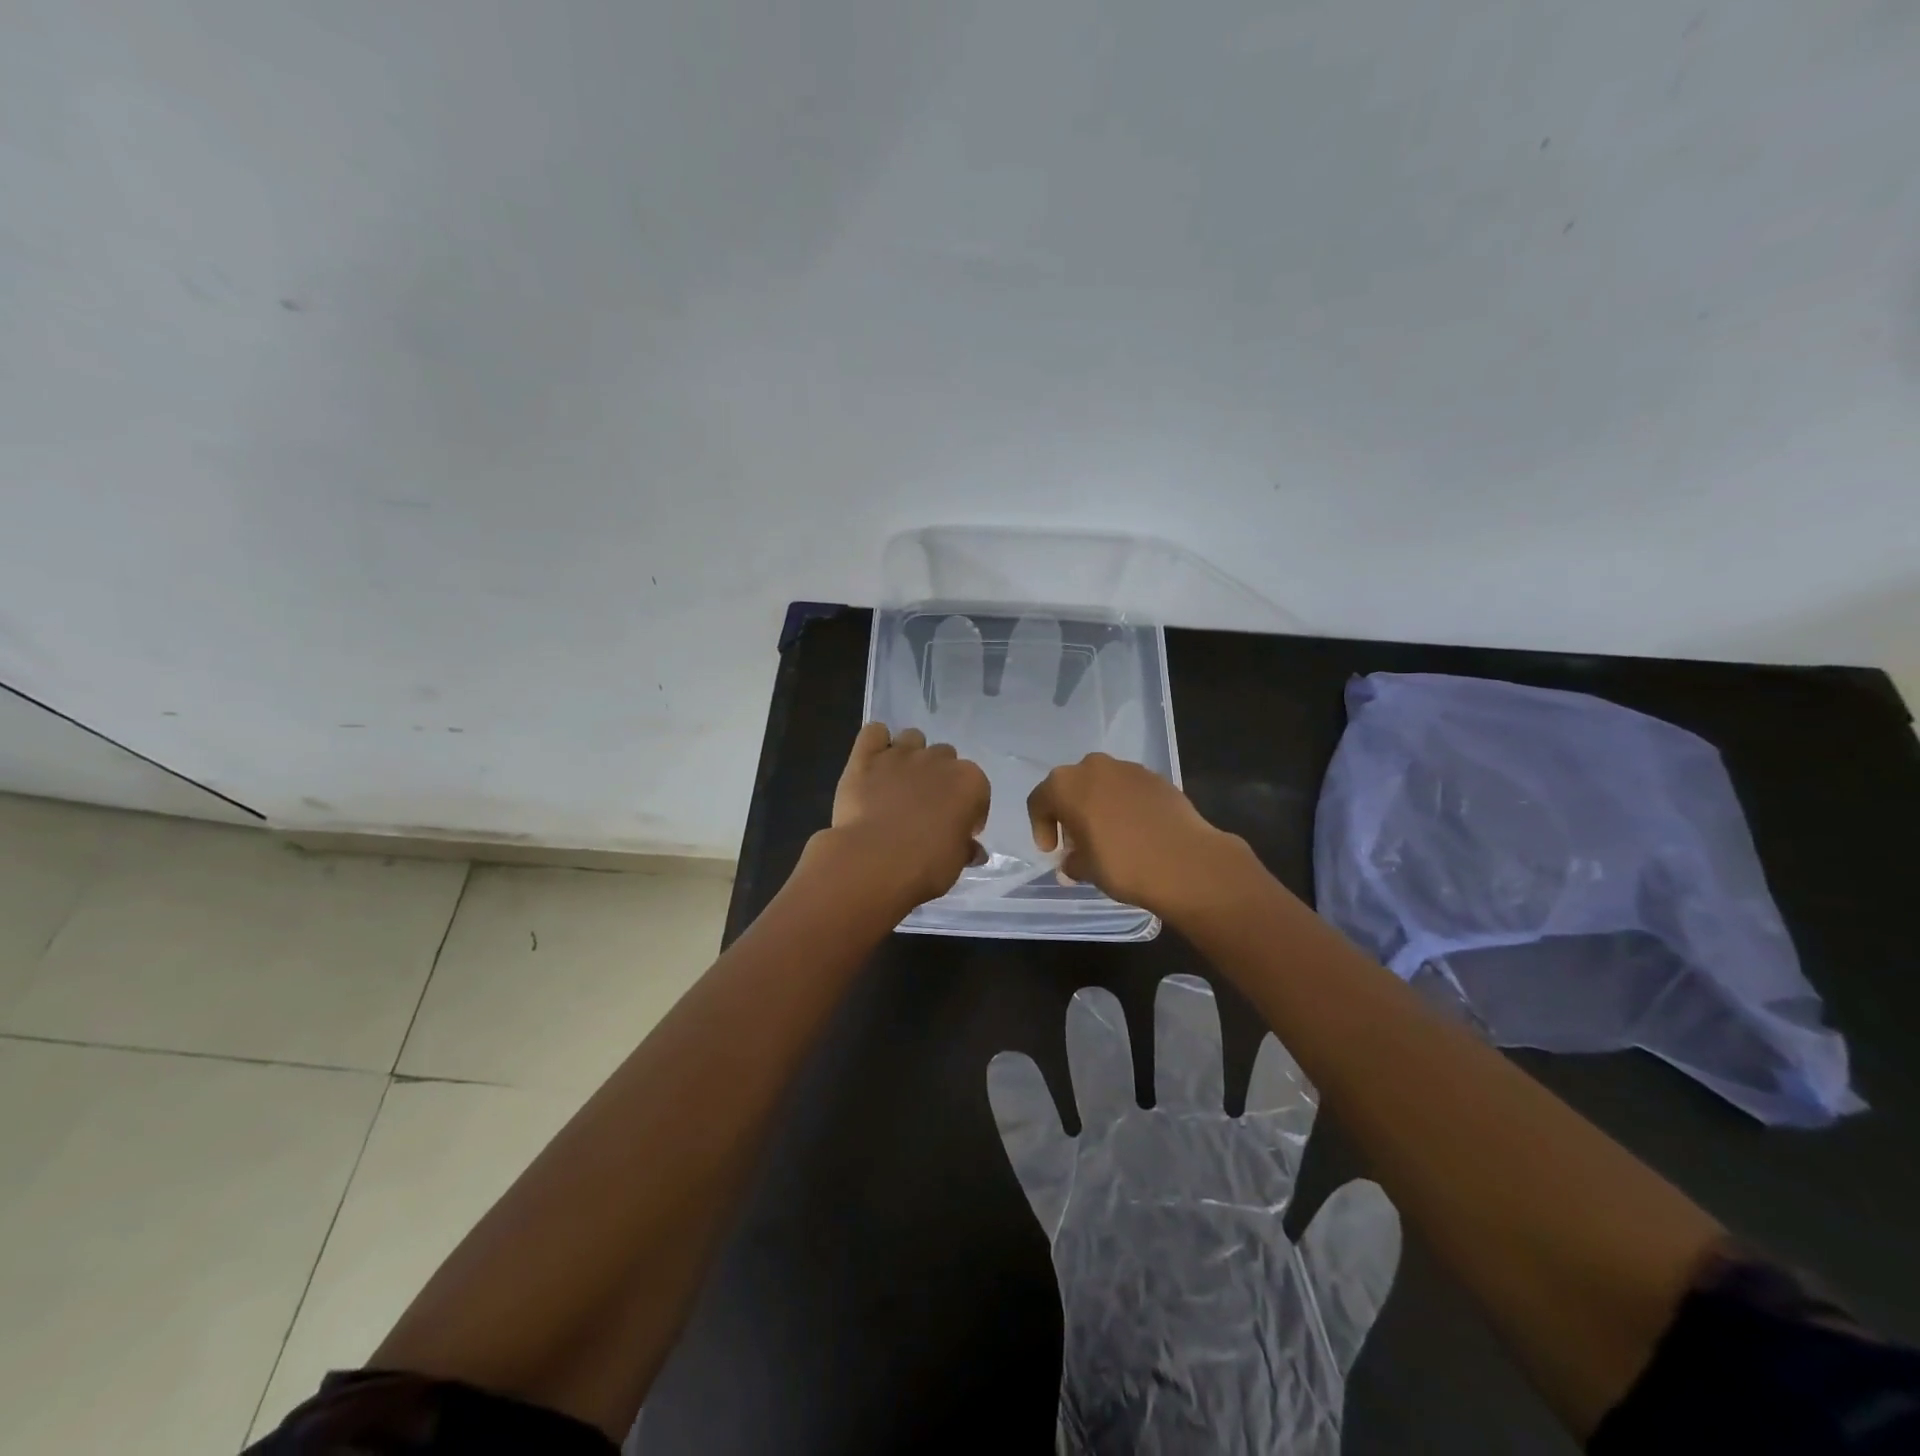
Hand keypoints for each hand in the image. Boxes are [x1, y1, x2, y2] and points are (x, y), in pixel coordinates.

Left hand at [822, 723, 989, 907]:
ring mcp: (901, 754)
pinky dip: (875, 742)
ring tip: (898, 784)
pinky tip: (873, 763)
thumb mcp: (955, 863)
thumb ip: (965, 849)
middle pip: (945, 758)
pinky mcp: (866, 756)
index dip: (968, 811)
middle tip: (925, 808)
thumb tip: (974, 850)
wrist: (872, 861)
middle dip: (938, 778)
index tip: (956, 830)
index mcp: (970, 782)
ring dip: (910, 756)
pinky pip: (874, 733)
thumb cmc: (924, 866)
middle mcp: (939, 759)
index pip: (978, 789)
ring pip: (912, 739)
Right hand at [988, 976, 1400, 1454]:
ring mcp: (1121, 1171)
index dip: (1276, 1073)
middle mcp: (1182, 1156)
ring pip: (1106, 1090)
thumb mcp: (1315, 1321)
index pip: (1268, 1110)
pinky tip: (1007, 1067)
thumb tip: (1374, 1196)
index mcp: (1245, 1177)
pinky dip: (1020, 1111)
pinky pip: (1035, 1150)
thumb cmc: (1252, 1366)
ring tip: (1090, 1004)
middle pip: (1184, 1078)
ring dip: (1096, 1050)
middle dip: (1185, 1032)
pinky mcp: (1069, 1203)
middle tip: (1182, 987)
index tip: (1277, 1025)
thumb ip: (1345, 1265)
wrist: (1181, 1427)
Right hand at [1026, 753, 1251, 919]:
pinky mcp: (1156, 777)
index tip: (1052, 851)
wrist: (1185, 862)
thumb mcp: (1086, 869)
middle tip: (1077, 841)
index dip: (1040, 827)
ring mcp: (1128, 768)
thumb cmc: (1122, 864)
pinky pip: (1129, 789)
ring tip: (1108, 835)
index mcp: (1066, 785)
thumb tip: (1072, 862)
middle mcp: (1093, 767)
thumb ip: (1072, 861)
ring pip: (1101, 784)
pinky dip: (1124, 805)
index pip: (1039, 801)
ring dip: (1098, 805)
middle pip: (1071, 787)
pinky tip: (1134, 830)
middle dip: (1070, 812)